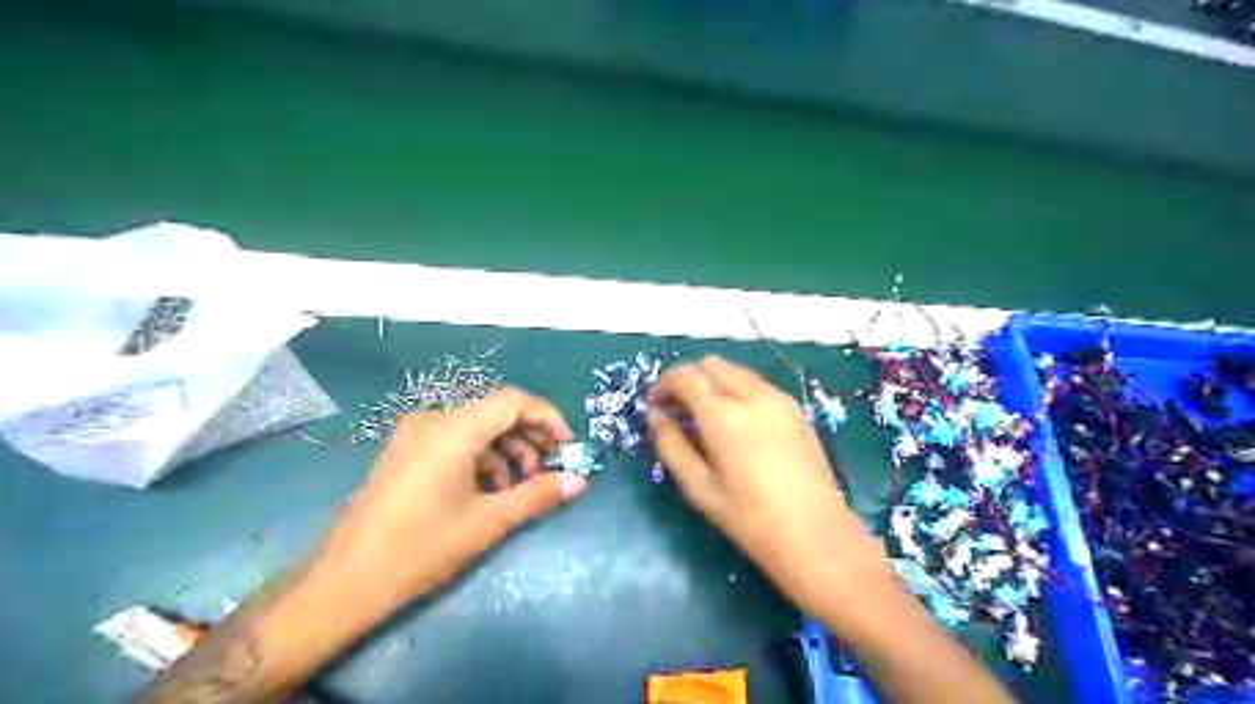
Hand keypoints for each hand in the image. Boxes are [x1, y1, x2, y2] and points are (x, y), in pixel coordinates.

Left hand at [314, 385, 587, 615]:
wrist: (344, 582)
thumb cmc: (422, 548)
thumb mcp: (488, 521)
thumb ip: (537, 495)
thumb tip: (579, 482)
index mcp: (454, 429)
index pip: (514, 401)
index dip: (547, 418)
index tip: (567, 447)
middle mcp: (433, 420)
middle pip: (495, 412)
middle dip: (529, 438)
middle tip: (549, 470)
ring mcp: (414, 434)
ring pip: (476, 428)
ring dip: (506, 451)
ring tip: (520, 487)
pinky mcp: (404, 452)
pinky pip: (454, 441)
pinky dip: (480, 458)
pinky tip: (488, 490)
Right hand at [647, 358, 892, 619]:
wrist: (816, 536)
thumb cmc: (750, 519)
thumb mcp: (699, 488)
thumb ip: (672, 445)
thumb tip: (655, 416)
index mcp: (724, 414)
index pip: (685, 376)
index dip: (663, 385)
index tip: (654, 406)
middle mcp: (752, 395)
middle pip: (711, 364)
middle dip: (688, 379)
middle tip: (677, 410)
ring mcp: (779, 398)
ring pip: (735, 371)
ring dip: (713, 382)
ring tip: (704, 417)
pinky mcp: (796, 409)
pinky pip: (756, 384)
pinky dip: (736, 390)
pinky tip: (736, 422)